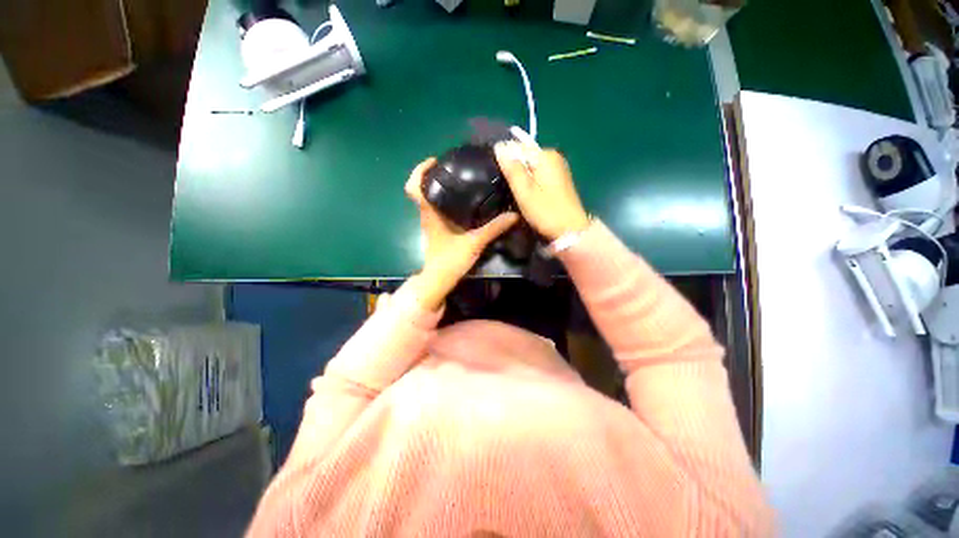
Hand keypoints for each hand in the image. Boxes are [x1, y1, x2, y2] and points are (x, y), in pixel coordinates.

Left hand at [404, 158, 518, 310]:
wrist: (439, 280)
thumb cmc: (450, 260)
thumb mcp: (474, 242)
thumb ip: (494, 229)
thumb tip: (514, 215)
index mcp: (430, 213)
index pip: (413, 187)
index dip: (419, 171)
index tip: (435, 161)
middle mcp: (427, 214)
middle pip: (422, 189)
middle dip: (433, 175)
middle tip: (454, 168)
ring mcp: (430, 222)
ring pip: (430, 199)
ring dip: (440, 187)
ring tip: (461, 180)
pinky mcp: (436, 229)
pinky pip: (437, 208)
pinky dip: (445, 201)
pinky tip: (464, 201)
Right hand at [493, 141, 589, 240]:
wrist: (569, 230)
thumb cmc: (545, 210)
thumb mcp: (524, 190)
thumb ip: (512, 168)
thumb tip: (499, 145)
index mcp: (546, 155)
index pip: (518, 148)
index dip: (506, 161)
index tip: (500, 179)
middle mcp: (554, 157)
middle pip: (525, 157)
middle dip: (514, 170)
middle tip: (507, 189)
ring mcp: (558, 168)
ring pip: (530, 168)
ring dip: (521, 178)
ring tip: (515, 194)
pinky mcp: (559, 180)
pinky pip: (538, 175)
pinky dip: (530, 183)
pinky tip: (526, 195)